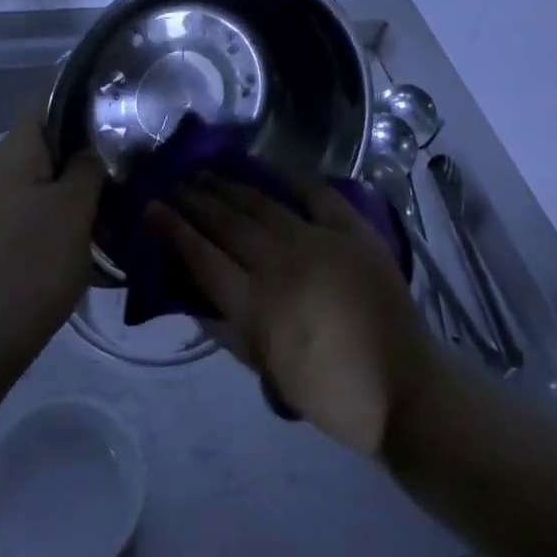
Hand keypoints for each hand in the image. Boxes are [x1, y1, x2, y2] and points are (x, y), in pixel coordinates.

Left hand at [0, 106, 105, 365]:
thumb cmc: (28, 266)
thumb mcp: (73, 211)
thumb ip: (87, 168)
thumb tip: (89, 149)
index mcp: (10, 154)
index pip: (46, 102)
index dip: (82, 99)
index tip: (120, 109)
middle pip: (45, 148)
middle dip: (86, 158)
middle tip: (128, 172)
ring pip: (39, 188)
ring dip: (74, 198)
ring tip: (115, 218)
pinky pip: (27, 220)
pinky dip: (56, 227)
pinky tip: (86, 254)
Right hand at [153, 176, 434, 454]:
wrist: (404, 389)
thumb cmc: (330, 392)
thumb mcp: (266, 372)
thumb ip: (226, 329)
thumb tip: (193, 294)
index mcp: (256, 304)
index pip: (201, 255)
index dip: (172, 229)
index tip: (151, 207)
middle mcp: (280, 264)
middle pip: (227, 223)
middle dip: (195, 200)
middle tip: (174, 183)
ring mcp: (318, 242)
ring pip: (262, 204)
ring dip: (230, 186)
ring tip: (206, 172)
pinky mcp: (352, 231)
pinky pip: (315, 193)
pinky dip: (289, 176)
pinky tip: (266, 164)